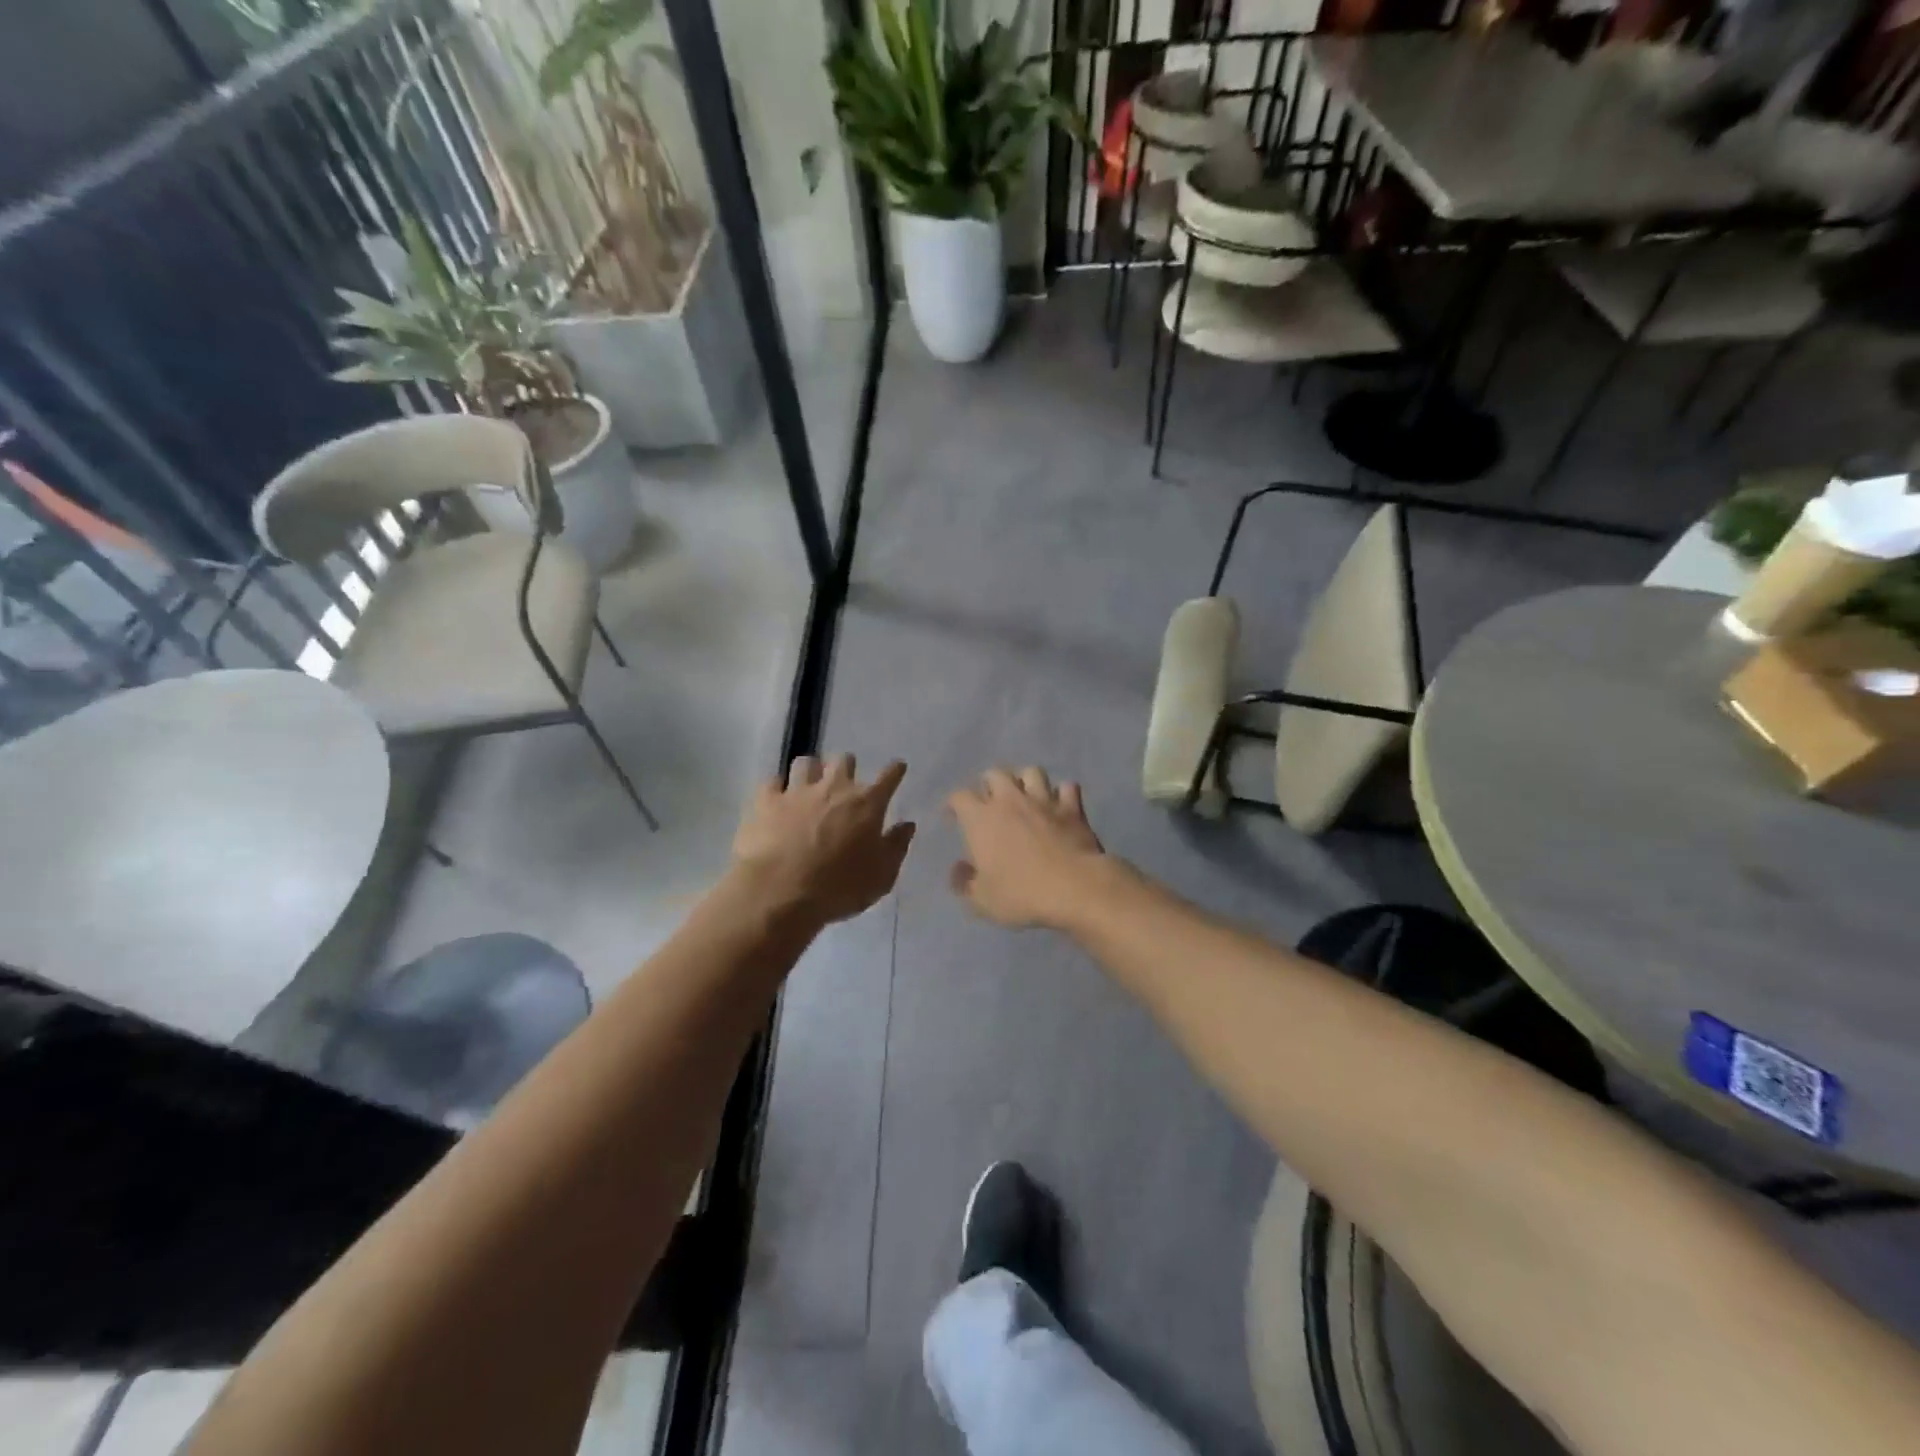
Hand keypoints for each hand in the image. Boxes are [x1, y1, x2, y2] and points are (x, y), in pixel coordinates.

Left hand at [732, 755, 914, 926]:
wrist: (780, 892)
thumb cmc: (839, 887)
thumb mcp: (881, 876)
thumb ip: (896, 847)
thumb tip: (907, 825)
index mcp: (867, 804)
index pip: (888, 777)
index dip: (895, 771)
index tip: (897, 768)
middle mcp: (834, 787)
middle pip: (844, 761)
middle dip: (847, 767)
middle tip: (845, 783)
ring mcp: (797, 791)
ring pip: (806, 763)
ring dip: (812, 771)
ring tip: (809, 785)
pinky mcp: (766, 801)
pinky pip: (772, 782)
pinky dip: (776, 788)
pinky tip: (776, 798)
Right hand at [947, 767, 1110, 928]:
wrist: (1074, 888)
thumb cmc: (1021, 893)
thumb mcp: (982, 900)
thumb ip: (964, 883)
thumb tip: (958, 869)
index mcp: (981, 819)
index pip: (959, 797)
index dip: (953, 804)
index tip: (953, 817)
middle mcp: (1010, 800)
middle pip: (995, 773)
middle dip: (989, 784)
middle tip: (990, 802)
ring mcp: (1044, 800)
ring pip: (1032, 772)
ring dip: (1025, 780)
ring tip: (1024, 795)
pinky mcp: (1072, 808)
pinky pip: (1067, 787)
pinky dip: (1062, 793)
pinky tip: (1060, 804)